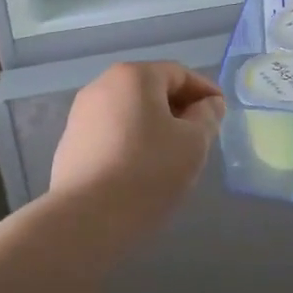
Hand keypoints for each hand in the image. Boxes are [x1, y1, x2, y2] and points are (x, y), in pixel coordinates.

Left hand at [48, 62, 225, 236]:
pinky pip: (112, 133)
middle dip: (180, 109)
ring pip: (131, 112)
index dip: (205, 91)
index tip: (222, 114)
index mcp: (133, 76)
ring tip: (173, 156)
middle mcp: (102, 86)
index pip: (179, 74)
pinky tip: (142, 169)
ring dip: (156, 127)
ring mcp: (81, 114)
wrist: (86, 218)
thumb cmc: (148, 171)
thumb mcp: (193, 143)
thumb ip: (207, 117)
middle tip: (201, 137)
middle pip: (151, 90)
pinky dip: (132, 142)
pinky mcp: (71, 143)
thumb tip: (209, 104)